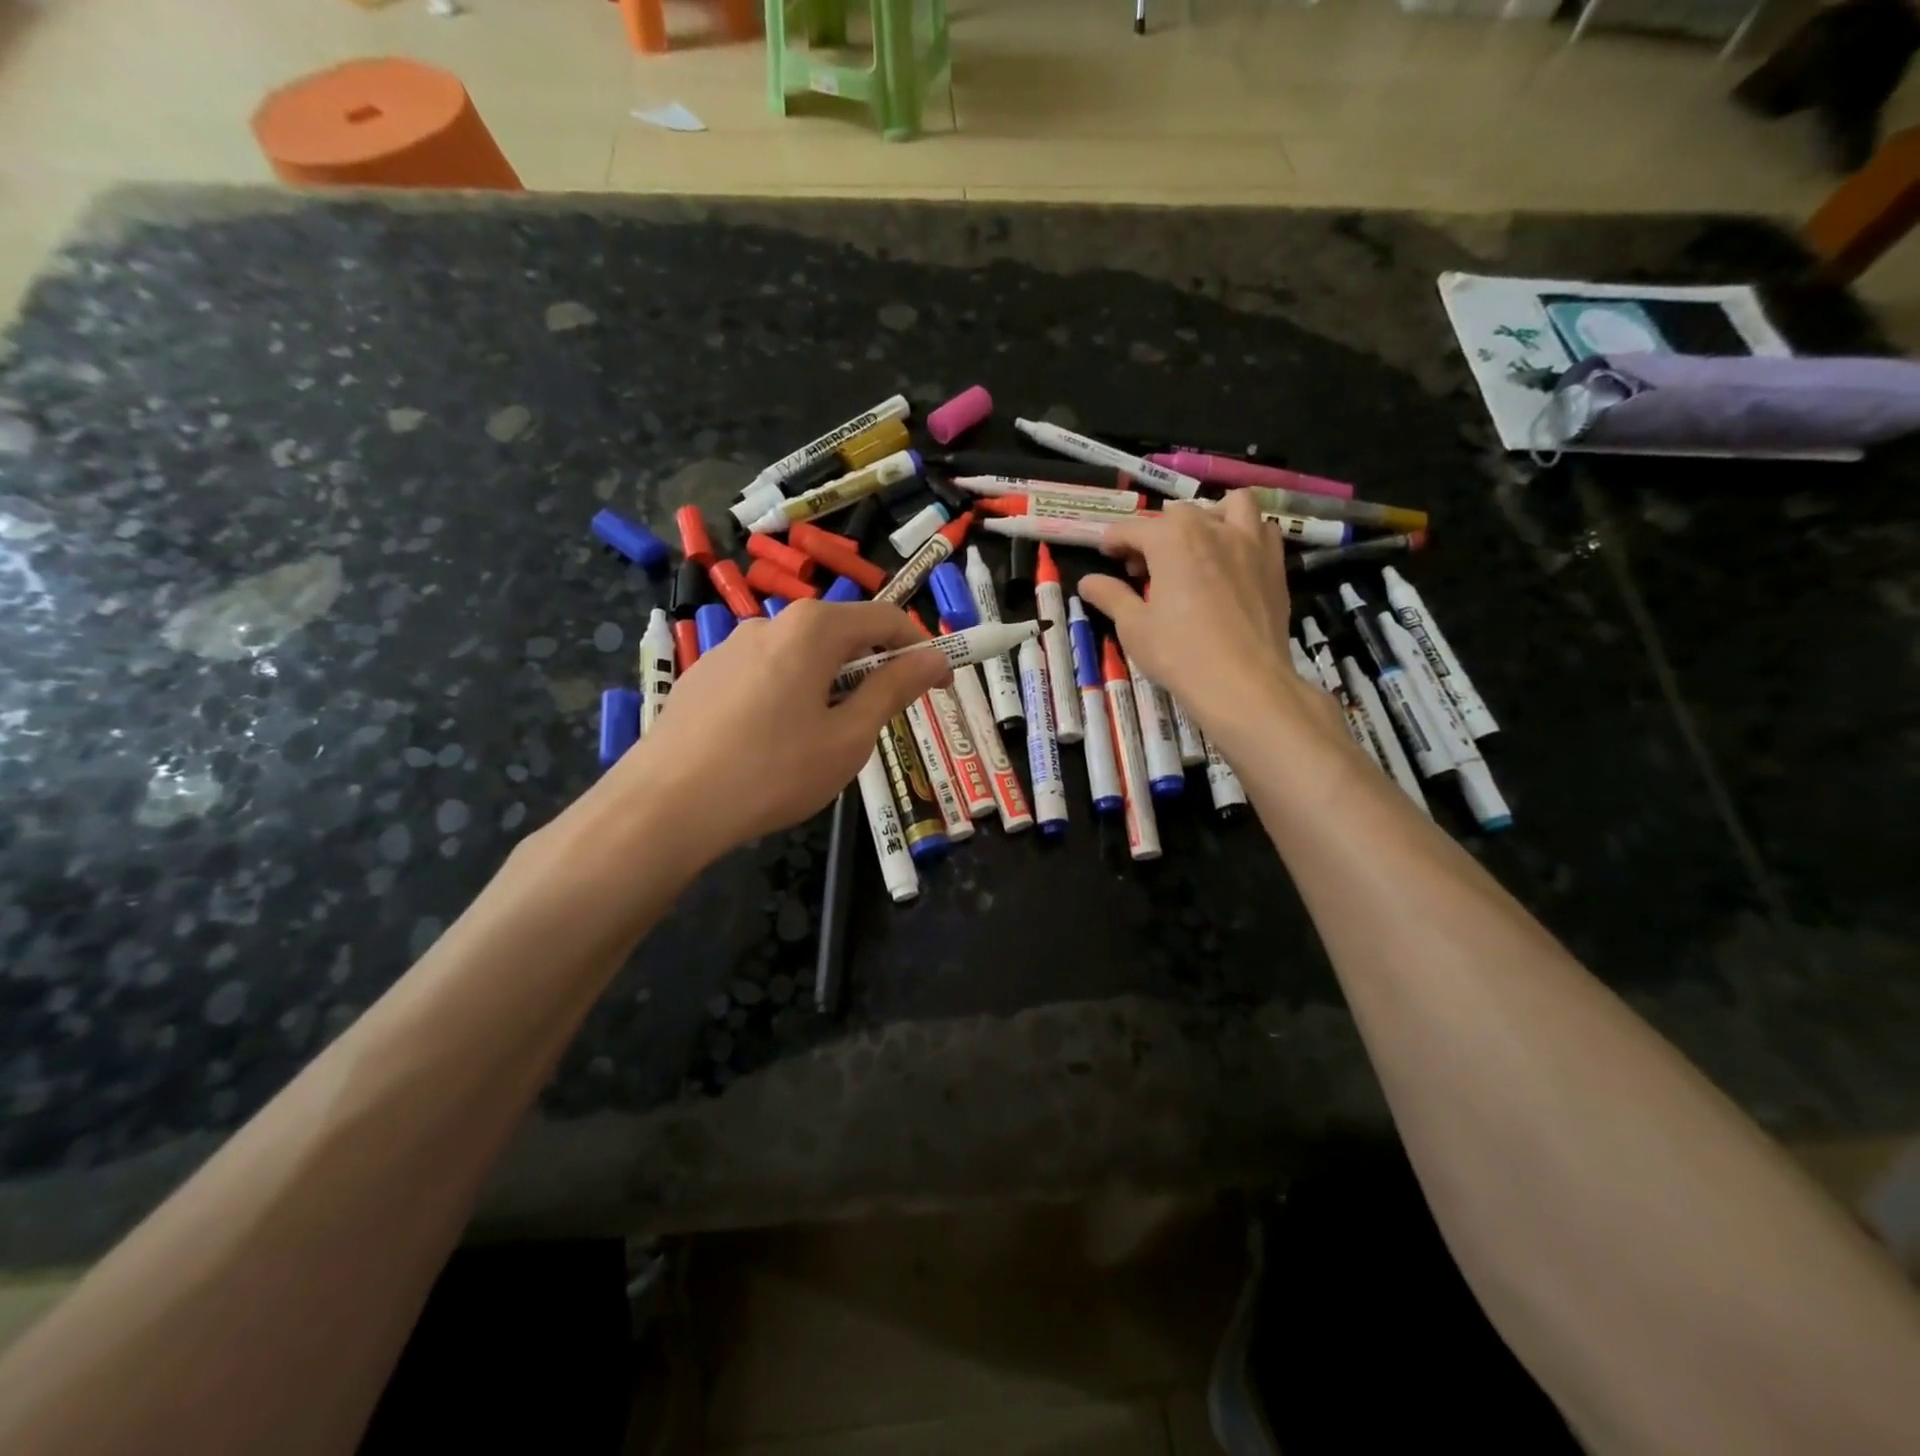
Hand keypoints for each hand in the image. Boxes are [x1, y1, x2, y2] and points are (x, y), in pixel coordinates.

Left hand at [592, 600, 950, 864]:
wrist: (665, 806)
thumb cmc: (773, 771)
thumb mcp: (849, 737)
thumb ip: (894, 690)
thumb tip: (934, 658)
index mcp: (811, 629)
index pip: (885, 618)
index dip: (920, 649)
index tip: (940, 684)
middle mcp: (769, 623)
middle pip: (840, 635)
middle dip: (871, 671)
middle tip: (881, 722)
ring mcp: (729, 648)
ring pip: (801, 659)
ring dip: (829, 688)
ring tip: (824, 743)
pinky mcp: (704, 677)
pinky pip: (766, 676)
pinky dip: (790, 698)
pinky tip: (774, 746)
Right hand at [1079, 493, 1321, 752]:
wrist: (1243, 682)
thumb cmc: (1179, 653)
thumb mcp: (1133, 626)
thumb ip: (1111, 596)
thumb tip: (1088, 582)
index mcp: (1172, 538)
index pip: (1133, 529)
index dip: (1114, 541)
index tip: (1106, 555)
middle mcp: (1212, 528)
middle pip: (1177, 516)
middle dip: (1156, 533)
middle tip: (1144, 566)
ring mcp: (1250, 543)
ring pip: (1230, 506)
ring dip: (1209, 516)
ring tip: (1197, 544)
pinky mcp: (1275, 565)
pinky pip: (1262, 531)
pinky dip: (1245, 535)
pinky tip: (1233, 560)